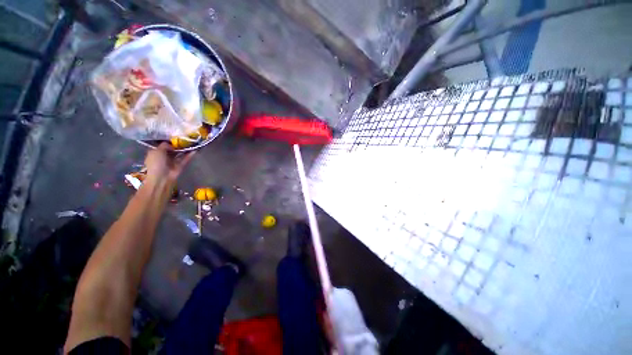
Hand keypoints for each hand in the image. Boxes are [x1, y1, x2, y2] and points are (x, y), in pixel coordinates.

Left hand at [144, 143, 194, 183]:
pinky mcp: (180, 166)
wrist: (162, 178)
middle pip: (172, 149)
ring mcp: (172, 162)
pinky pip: (185, 159)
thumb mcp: (157, 151)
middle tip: (185, 139)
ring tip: (192, 143)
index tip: (175, 137)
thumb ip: (164, 145)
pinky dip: (189, 155)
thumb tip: (172, 144)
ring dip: (185, 150)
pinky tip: (195, 150)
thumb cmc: (156, 163)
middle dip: (177, 145)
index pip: (162, 146)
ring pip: (179, 154)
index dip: (168, 141)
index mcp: (155, 153)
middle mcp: (164, 157)